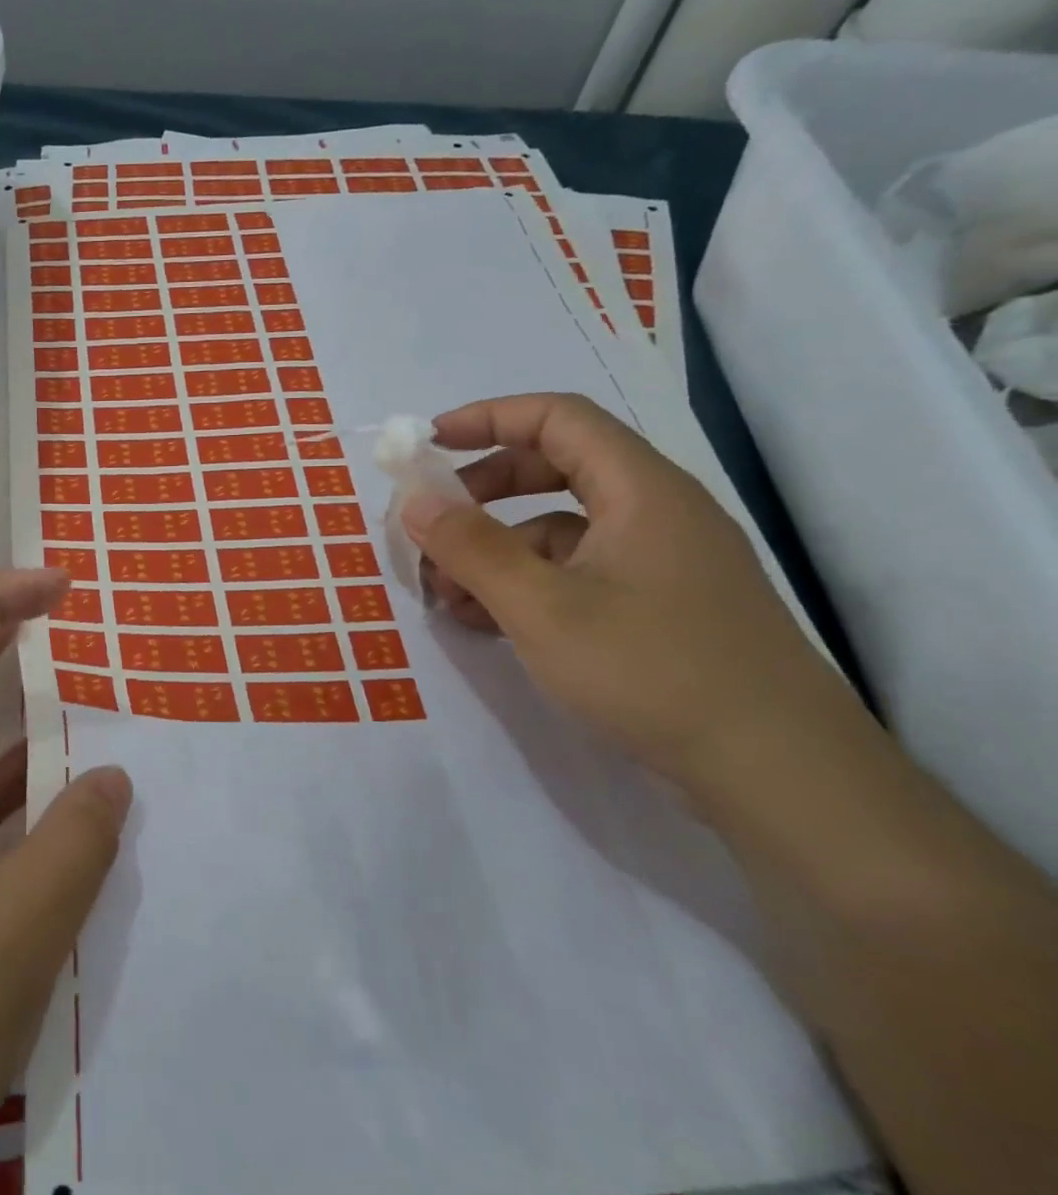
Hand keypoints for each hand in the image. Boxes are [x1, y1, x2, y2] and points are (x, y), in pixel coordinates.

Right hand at [404, 393, 861, 795]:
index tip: (428, 446)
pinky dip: (524, 586)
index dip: (488, 419)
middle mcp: (653, 513)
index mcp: (640, 490)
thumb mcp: (542, 608)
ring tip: (445, 595)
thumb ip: (471, 549)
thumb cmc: (654, 671)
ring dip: (495, 550)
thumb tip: (414, 501)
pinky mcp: (655, 609)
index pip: (557, 418)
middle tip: (431, 524)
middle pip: (554, 469)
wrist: (779, 775)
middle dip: (482, 492)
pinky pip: (575, 574)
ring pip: (559, 530)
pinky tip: (484, 623)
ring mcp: (657, 564)